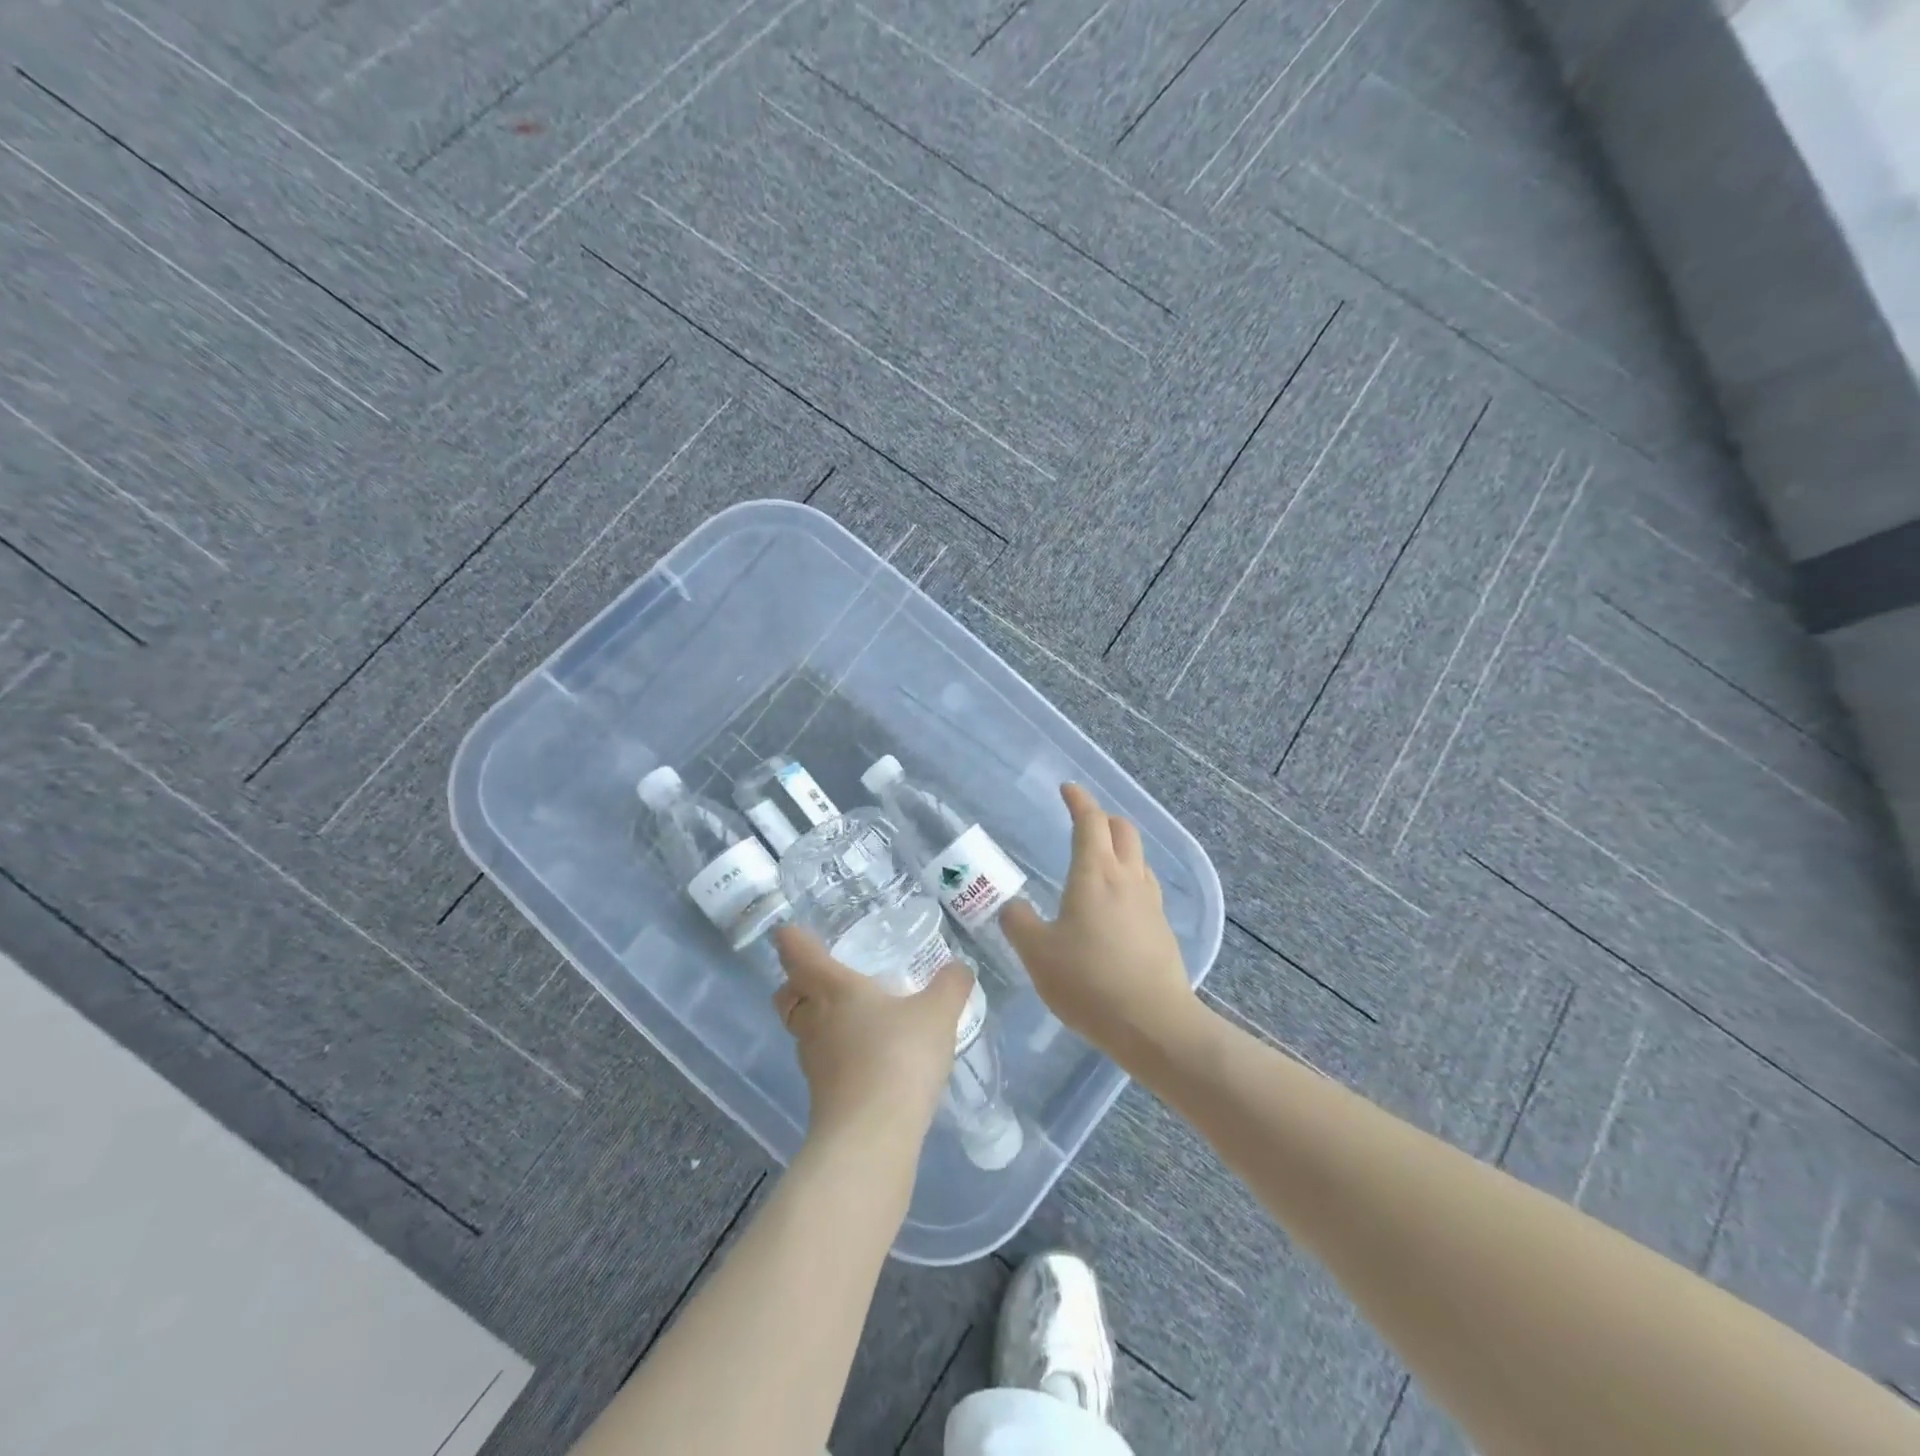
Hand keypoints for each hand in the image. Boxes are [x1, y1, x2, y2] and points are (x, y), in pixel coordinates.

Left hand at [771, 925, 973, 1145]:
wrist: (872, 1136)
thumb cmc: (899, 1056)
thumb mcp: (937, 1013)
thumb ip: (951, 985)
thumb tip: (960, 967)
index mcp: (833, 989)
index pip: (798, 955)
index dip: (792, 939)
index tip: (789, 930)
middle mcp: (814, 1020)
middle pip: (787, 996)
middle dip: (796, 984)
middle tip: (822, 979)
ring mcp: (814, 1062)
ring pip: (802, 1031)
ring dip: (818, 1020)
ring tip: (853, 1017)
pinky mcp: (822, 1096)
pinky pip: (822, 1062)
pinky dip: (836, 1054)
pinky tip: (868, 1057)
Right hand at [1000, 783, 1196, 1057]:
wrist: (1153, 1024)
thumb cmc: (1088, 981)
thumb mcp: (1037, 953)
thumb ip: (1019, 923)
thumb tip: (1012, 905)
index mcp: (1095, 873)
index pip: (1090, 821)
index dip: (1079, 800)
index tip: (1067, 789)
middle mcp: (1128, 878)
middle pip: (1123, 830)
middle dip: (1102, 818)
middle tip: (1082, 823)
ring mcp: (1151, 903)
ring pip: (1138, 857)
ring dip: (1119, 847)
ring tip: (1099, 860)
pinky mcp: (1162, 928)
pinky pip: (1145, 886)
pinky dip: (1129, 877)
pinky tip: (1116, 903)